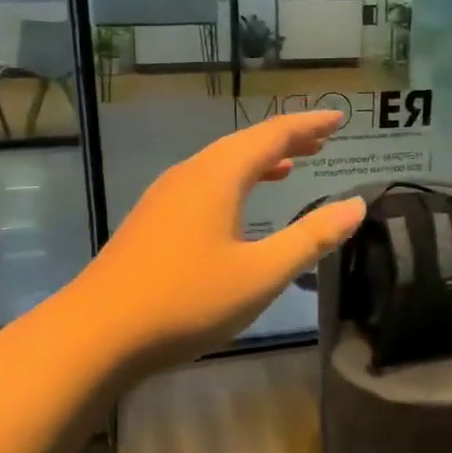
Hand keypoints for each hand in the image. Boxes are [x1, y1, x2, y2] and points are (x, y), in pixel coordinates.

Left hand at [79, 111, 364, 372]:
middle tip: (323, 139)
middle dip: (287, 139)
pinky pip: (204, 184)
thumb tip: (356, 205)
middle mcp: (190, 174)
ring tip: (291, 165)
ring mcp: (165, 196)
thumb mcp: (261, 274)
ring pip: (222, 164)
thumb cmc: (186, 301)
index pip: (273, 135)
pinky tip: (239, 206)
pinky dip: (235, 181)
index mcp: (218, 176)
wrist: (96, 334)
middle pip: (246, 143)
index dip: (309, 124)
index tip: (340, 118)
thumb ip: (311, 237)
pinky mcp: (152, 220)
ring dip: (260, 160)